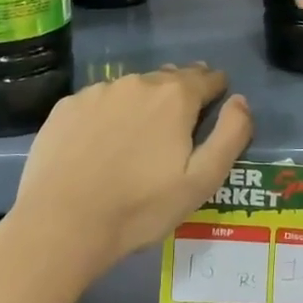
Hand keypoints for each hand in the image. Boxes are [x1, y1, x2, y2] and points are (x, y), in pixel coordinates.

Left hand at [2, 65, 253, 285]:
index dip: (216, 89)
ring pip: (131, 90)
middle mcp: (137, 83)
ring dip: (142, 105)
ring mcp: (97, 92)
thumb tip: (240, 100)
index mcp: (175, 97)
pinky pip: (98, 103)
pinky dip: (107, 116)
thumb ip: (231, 135)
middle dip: (180, 95)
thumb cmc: (140, 207)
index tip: (217, 101)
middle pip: (168, 80)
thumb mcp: (201, 181)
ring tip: (138, 137)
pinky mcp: (66, 107)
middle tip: (179, 123)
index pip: (207, 78)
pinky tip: (101, 144)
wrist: (62, 224)